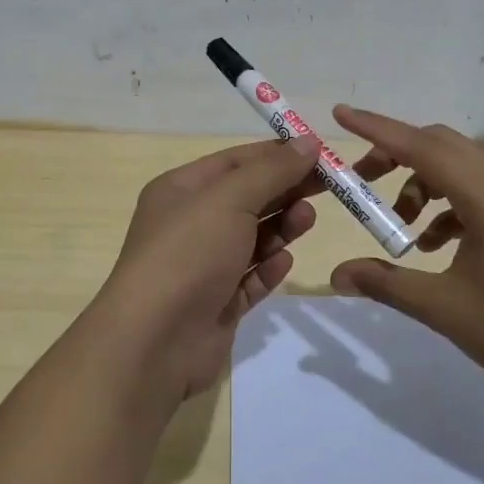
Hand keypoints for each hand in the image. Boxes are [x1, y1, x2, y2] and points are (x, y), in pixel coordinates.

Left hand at [94, 135, 322, 399]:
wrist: (154, 341)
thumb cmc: (188, 253)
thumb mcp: (230, 198)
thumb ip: (272, 171)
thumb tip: (308, 142)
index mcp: (181, 190)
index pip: (235, 161)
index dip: (275, 154)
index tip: (318, 152)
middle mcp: (190, 224)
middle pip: (247, 198)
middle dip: (284, 190)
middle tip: (328, 187)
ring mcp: (203, 266)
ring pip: (252, 238)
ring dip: (281, 227)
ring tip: (307, 221)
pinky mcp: (217, 303)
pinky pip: (251, 278)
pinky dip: (269, 268)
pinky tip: (283, 262)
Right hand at [325, 105, 483, 401]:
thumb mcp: (445, 309)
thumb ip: (387, 284)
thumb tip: (336, 275)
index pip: (419, 146)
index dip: (375, 128)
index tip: (339, 113)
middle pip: (438, 144)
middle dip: (393, 155)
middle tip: (360, 181)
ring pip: (457, 165)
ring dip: (421, 183)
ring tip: (399, 225)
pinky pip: (475, 188)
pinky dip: (446, 203)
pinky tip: (434, 244)